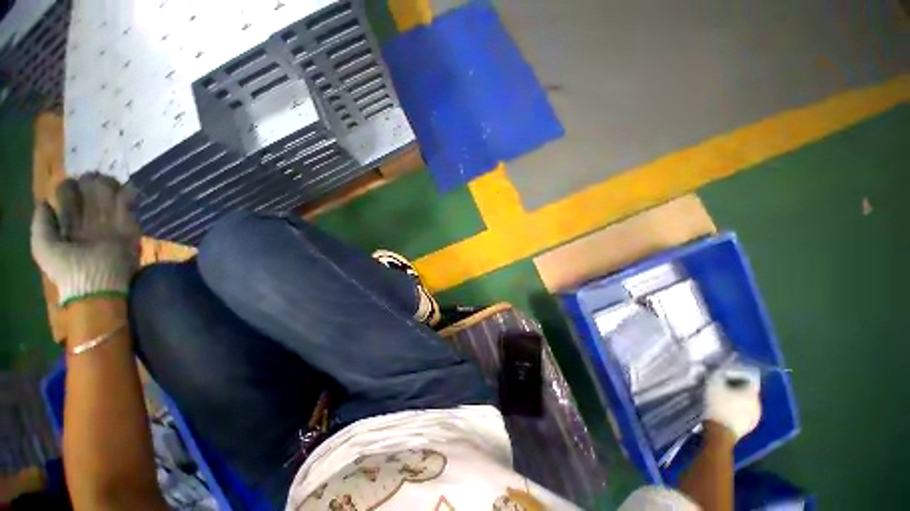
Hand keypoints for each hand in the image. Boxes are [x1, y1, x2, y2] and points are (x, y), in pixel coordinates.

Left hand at [31, 173, 140, 306]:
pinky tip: (126, 194)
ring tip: (108, 183)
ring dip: (110, 185)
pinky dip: (130, 193)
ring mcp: (110, 222)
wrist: (99, 284)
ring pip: (111, 194)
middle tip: (93, 179)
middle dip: (91, 181)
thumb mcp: (43, 247)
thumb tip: (45, 202)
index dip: (69, 187)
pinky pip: (131, 203)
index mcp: (69, 223)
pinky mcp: (129, 225)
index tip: (71, 185)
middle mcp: (89, 219)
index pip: (69, 197)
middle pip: (90, 191)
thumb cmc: (67, 269)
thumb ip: (41, 224)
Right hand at [704, 360, 761, 439]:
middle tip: (722, 387)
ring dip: (737, 401)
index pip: (747, 379)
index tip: (724, 376)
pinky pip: (744, 414)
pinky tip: (726, 411)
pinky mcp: (749, 427)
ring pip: (746, 404)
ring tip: (723, 400)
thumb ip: (717, 375)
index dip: (736, 376)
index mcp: (752, 393)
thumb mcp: (713, 385)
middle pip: (747, 392)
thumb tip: (718, 370)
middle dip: (736, 389)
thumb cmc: (718, 405)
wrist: (720, 432)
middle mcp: (758, 404)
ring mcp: (755, 417)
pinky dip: (737, 411)